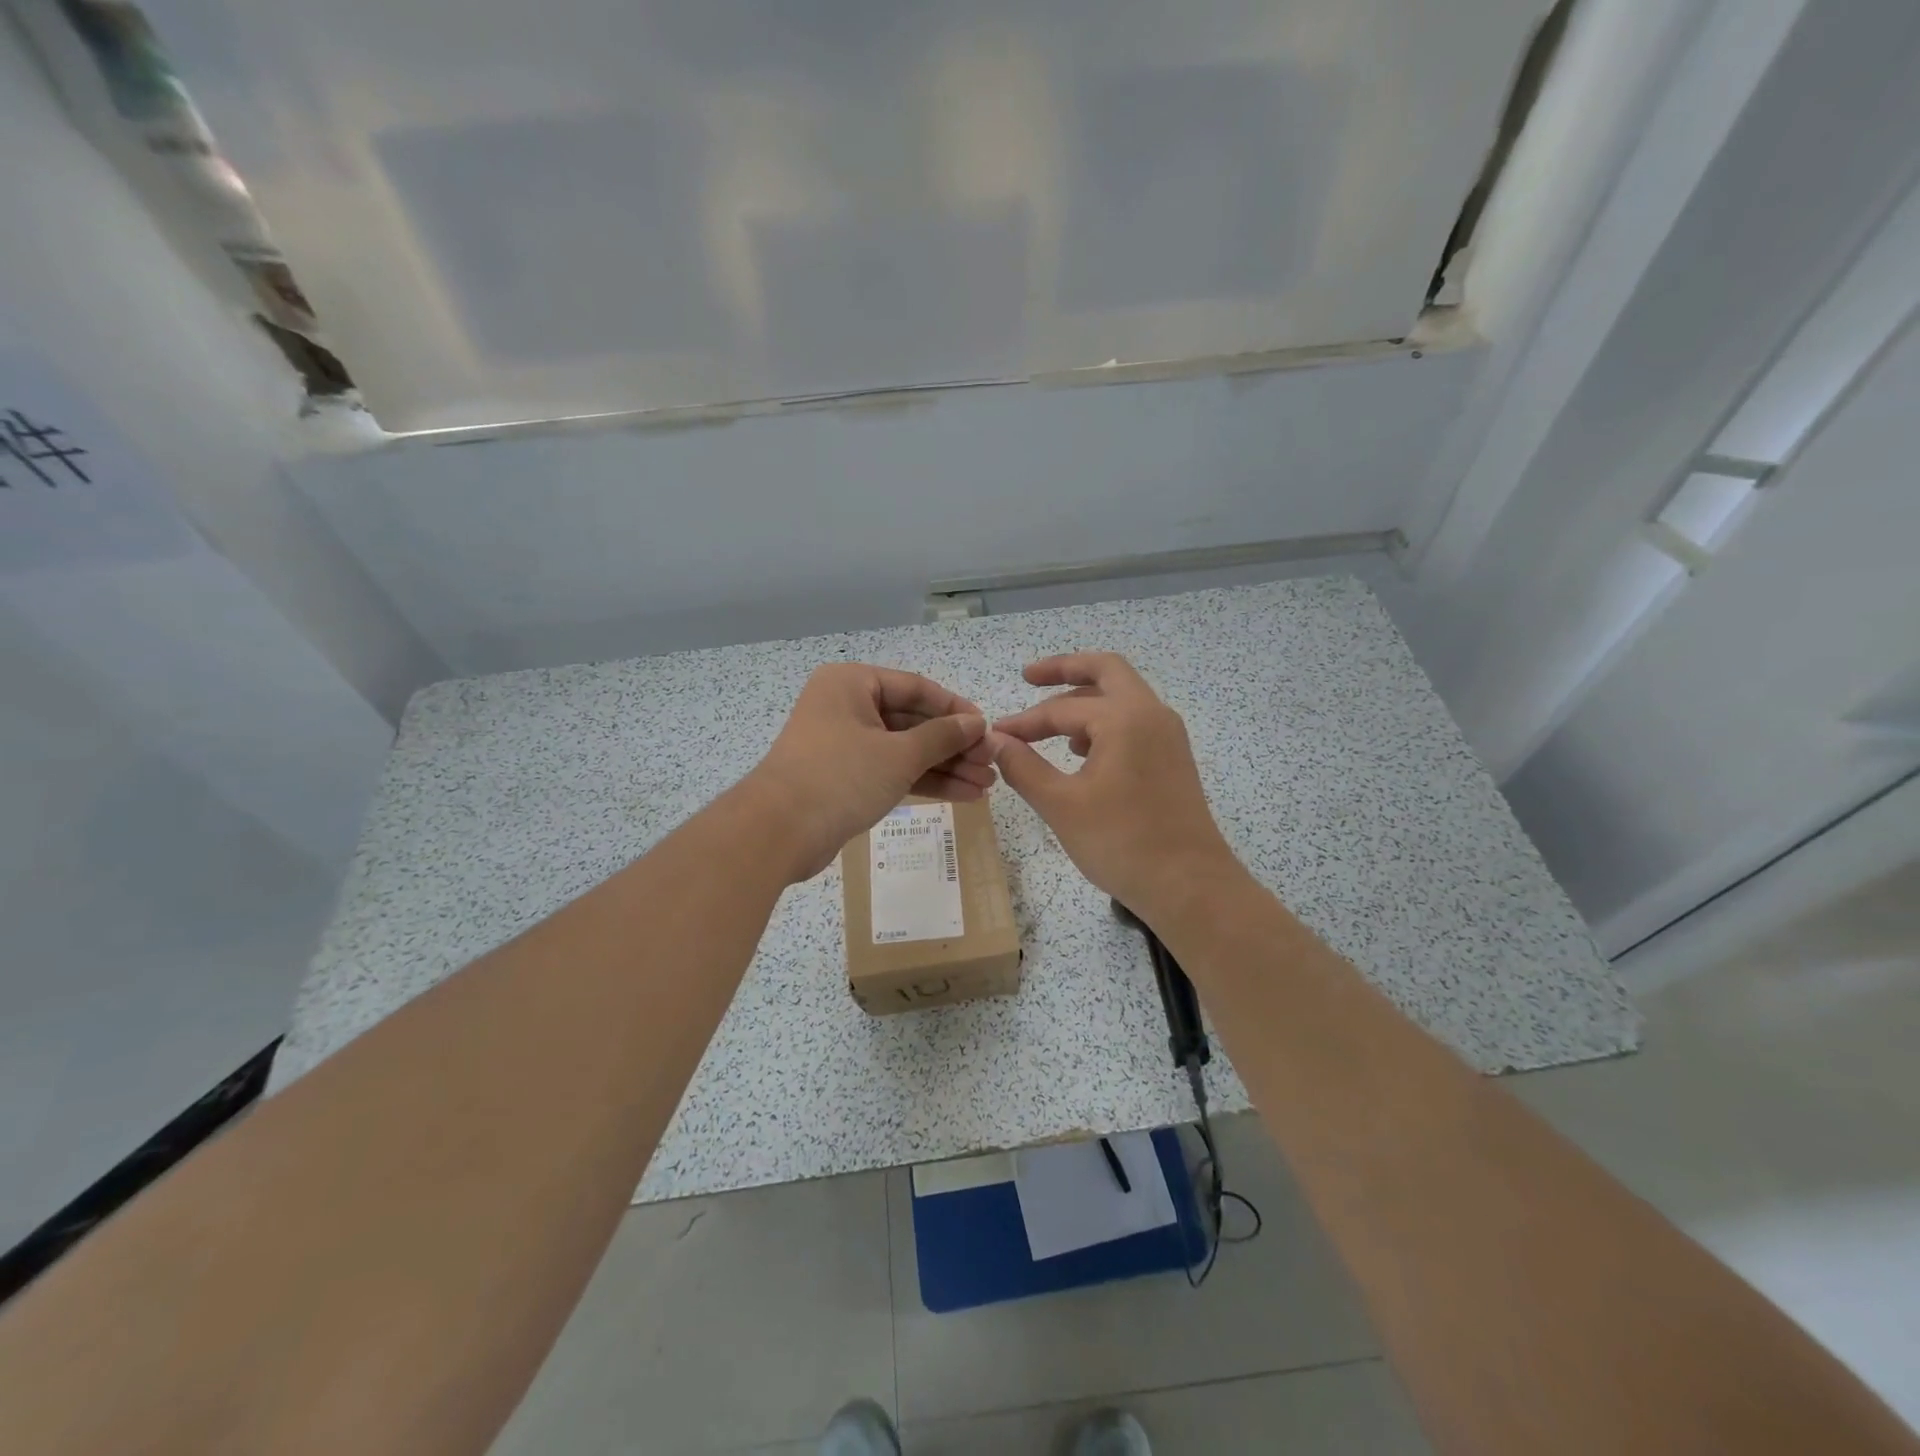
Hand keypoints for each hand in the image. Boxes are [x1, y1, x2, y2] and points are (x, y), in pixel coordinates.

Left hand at [744, 664, 992, 881]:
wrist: (778, 833)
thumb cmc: (840, 777)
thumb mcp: (899, 754)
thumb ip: (942, 737)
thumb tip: (976, 724)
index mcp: (852, 684)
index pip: (916, 688)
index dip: (956, 709)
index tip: (988, 730)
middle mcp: (846, 707)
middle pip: (912, 721)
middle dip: (954, 745)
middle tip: (991, 764)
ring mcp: (845, 744)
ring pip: (905, 750)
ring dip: (945, 767)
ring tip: (986, 786)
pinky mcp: (845, 778)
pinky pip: (892, 771)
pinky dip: (924, 782)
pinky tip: (963, 795)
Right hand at [992, 652, 1241, 922]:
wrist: (1190, 886)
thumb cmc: (1122, 843)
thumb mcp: (1061, 805)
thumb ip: (1023, 767)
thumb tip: (996, 742)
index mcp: (1124, 718)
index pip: (1061, 708)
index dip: (1024, 721)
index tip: (995, 735)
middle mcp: (1151, 714)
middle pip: (1106, 671)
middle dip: (1064, 669)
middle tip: (1028, 676)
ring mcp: (1168, 735)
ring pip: (1122, 696)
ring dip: (1085, 698)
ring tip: (1050, 724)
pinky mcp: (1173, 758)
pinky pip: (1134, 721)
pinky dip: (1104, 721)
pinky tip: (1082, 752)